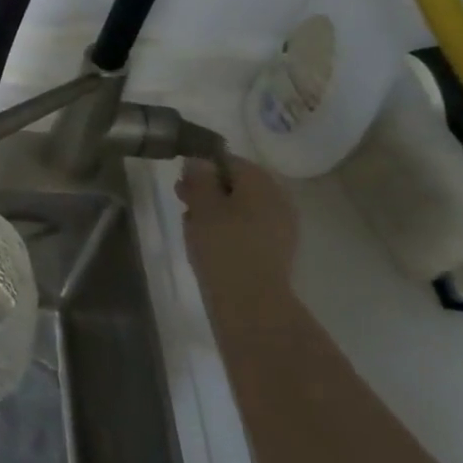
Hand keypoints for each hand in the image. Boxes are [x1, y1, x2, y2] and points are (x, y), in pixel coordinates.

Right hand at [176, 154, 299, 304]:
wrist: (251, 302)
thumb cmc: (223, 246)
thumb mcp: (202, 206)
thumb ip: (199, 178)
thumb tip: (199, 160)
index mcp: (261, 183)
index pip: (230, 161)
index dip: (202, 167)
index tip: (181, 181)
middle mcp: (277, 199)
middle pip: (238, 184)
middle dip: (209, 189)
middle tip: (182, 201)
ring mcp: (281, 226)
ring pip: (243, 207)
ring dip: (217, 210)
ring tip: (191, 224)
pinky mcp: (277, 250)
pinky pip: (249, 228)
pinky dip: (229, 228)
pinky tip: (209, 242)